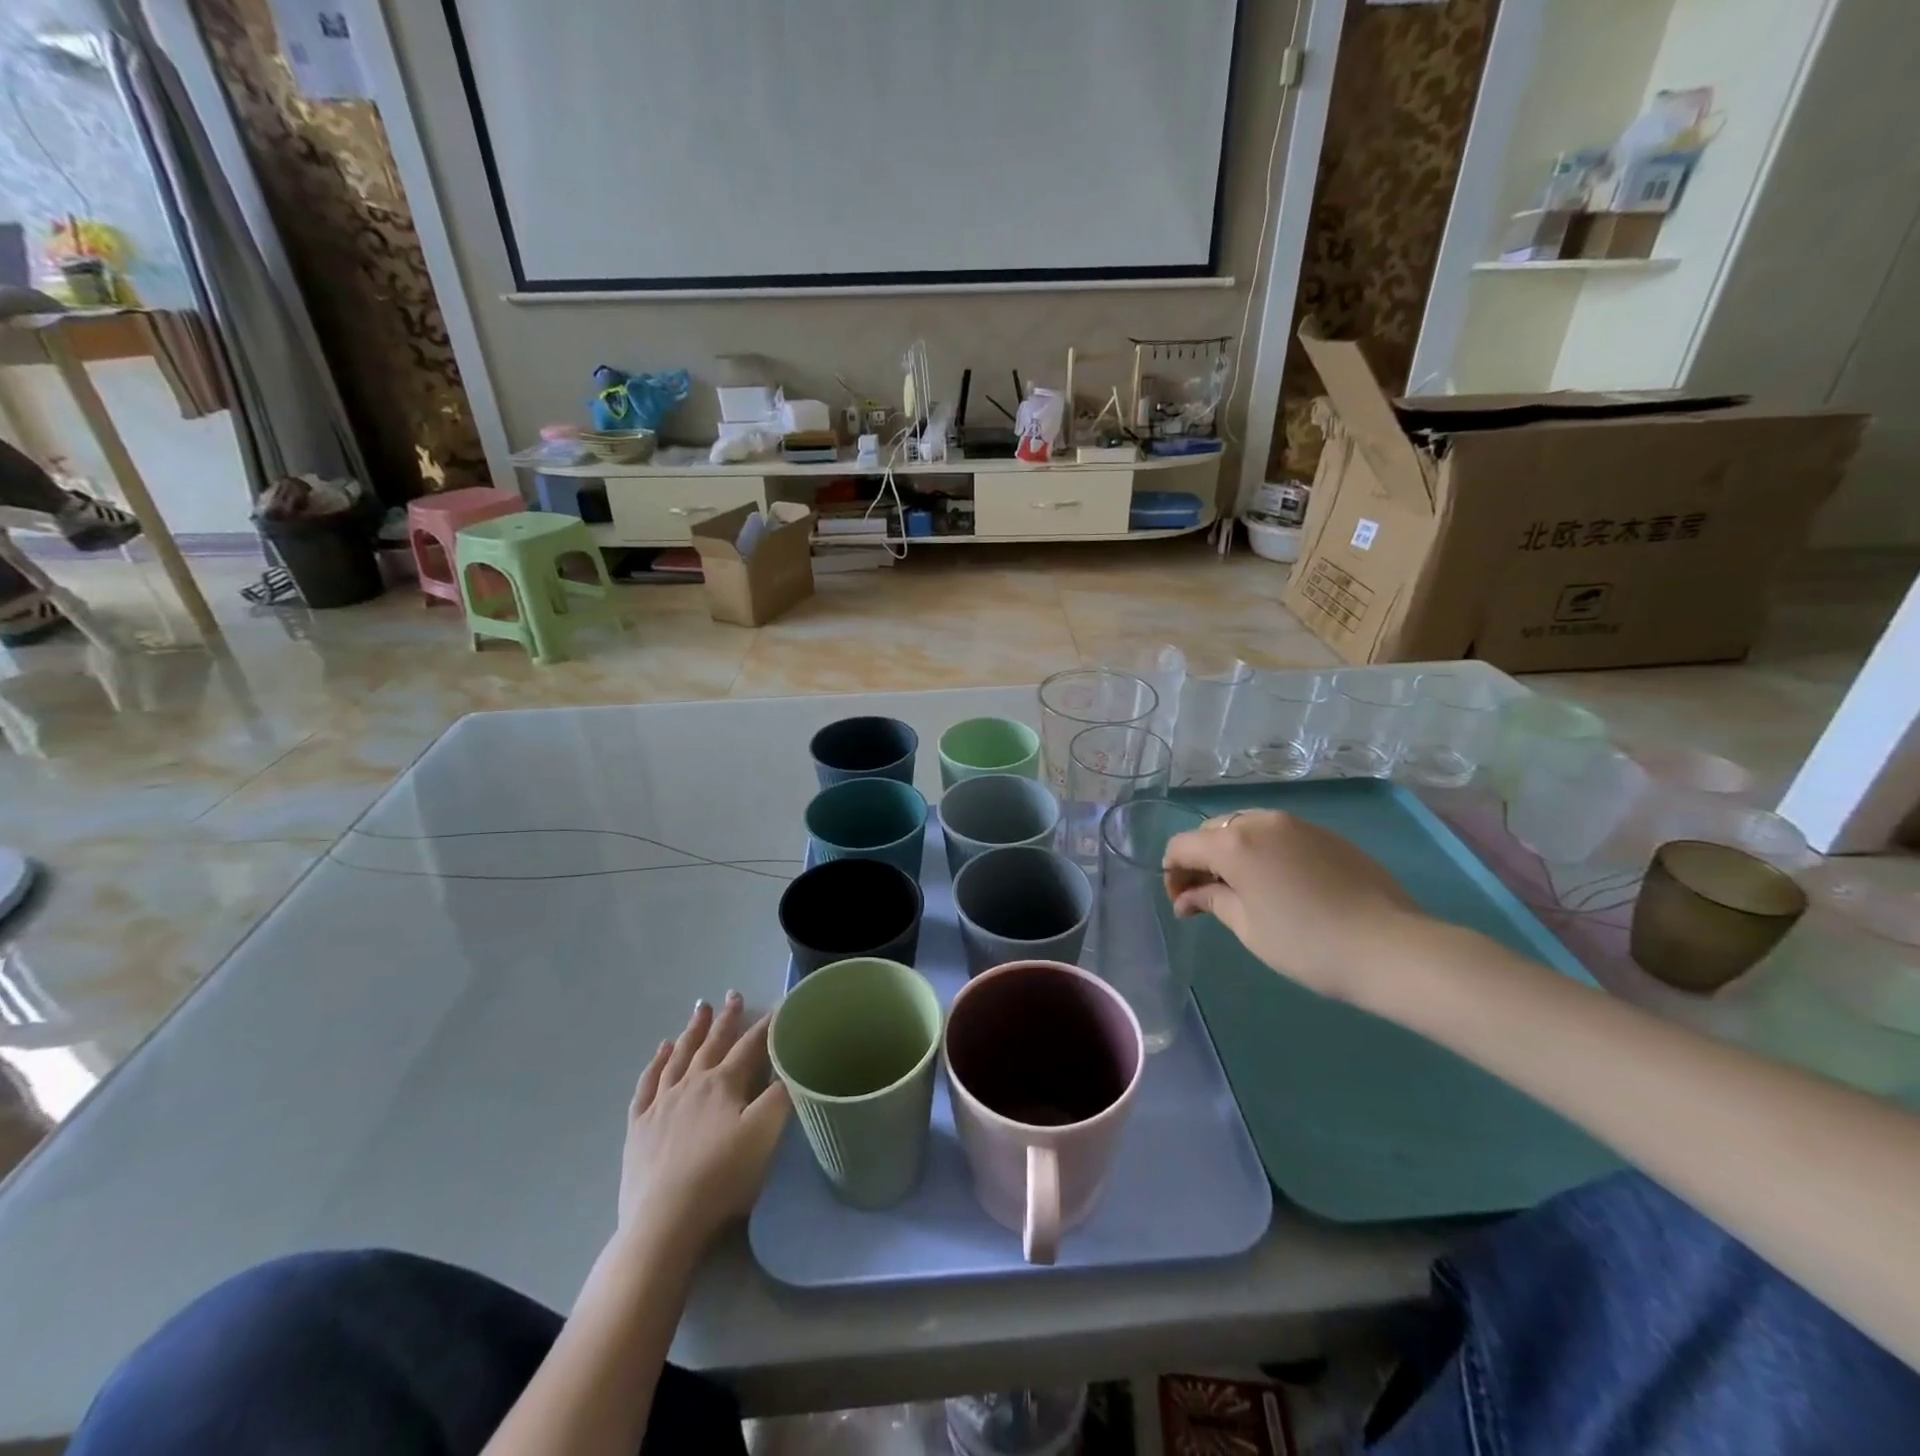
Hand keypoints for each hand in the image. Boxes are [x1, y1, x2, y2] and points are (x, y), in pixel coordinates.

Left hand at [617, 992, 790, 1251]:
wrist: (664, 1223)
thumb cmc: (722, 1177)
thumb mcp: (765, 1135)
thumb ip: (783, 1096)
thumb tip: (795, 1065)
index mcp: (724, 1084)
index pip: (751, 1046)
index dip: (768, 1025)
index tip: (780, 1005)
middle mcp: (692, 1084)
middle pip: (712, 1043)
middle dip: (726, 1018)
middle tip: (734, 994)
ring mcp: (661, 1104)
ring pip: (679, 1057)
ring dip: (691, 1031)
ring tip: (699, 1009)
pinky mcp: (639, 1127)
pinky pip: (647, 1084)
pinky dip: (655, 1064)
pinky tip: (660, 1052)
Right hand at [1163, 809, 1425, 1001]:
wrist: (1390, 947)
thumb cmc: (1306, 944)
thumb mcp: (1248, 927)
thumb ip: (1212, 901)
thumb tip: (1189, 896)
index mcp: (1234, 843)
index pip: (1182, 845)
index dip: (1173, 874)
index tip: (1183, 905)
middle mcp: (1261, 821)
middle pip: (1213, 832)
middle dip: (1202, 862)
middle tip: (1207, 899)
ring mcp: (1297, 824)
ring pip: (1246, 829)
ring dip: (1233, 854)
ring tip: (1244, 891)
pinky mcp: (1326, 834)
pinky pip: (1279, 835)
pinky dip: (1264, 852)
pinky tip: (1280, 885)